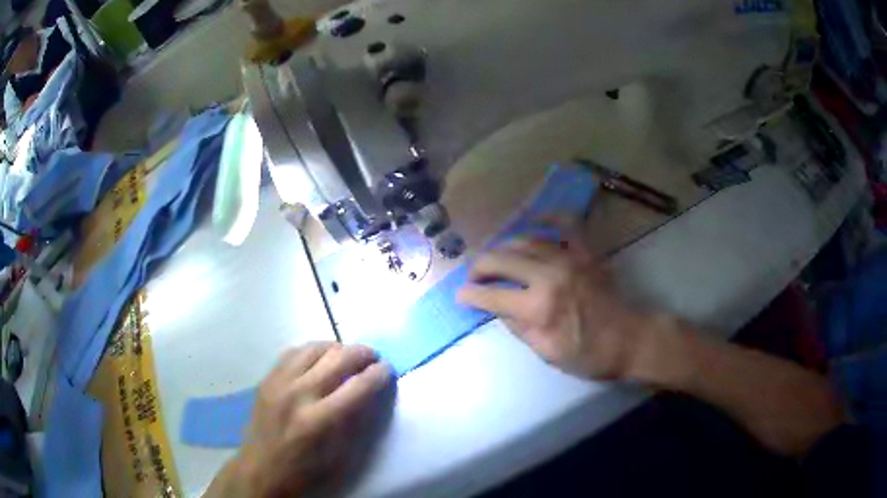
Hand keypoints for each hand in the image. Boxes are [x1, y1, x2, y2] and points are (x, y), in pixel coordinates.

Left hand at [231, 342, 392, 496]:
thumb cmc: (306, 470)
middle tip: (373, 358)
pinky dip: (312, 350)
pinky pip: (293, 352)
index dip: (379, 374)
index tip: (388, 369)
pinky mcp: (268, 378)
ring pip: (315, 348)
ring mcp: (279, 382)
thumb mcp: (340, 455)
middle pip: (338, 359)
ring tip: (348, 355)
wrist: (261, 469)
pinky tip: (320, 357)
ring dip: (338, 347)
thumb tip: (372, 391)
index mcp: (320, 420)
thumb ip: (357, 421)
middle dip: (363, 354)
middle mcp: (299, 394)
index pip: (358, 386)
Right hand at [457, 230, 647, 379]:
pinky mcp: (585, 251)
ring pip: (524, 240)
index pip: (490, 294)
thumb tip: (496, 307)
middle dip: (479, 266)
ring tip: (496, 257)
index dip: (469, 294)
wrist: (629, 339)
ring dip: (503, 247)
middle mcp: (549, 275)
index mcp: (538, 307)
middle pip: (500, 258)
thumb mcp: (546, 352)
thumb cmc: (588, 354)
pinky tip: (533, 217)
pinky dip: (547, 216)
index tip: (461, 296)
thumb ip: (517, 327)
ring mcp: (569, 258)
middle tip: (474, 276)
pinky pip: (564, 223)